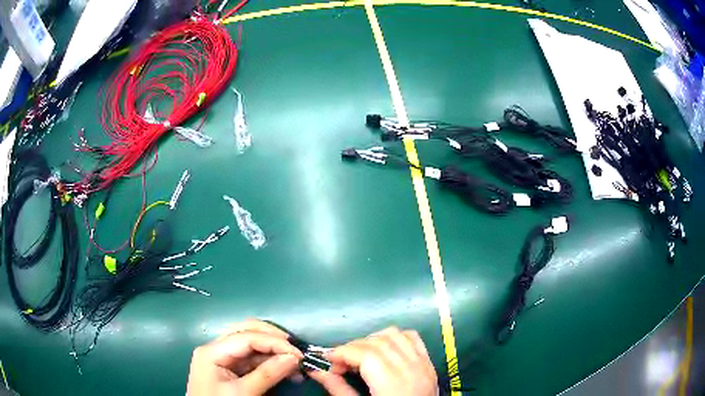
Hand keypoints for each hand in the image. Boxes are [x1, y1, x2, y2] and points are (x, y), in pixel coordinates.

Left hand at [186, 319, 302, 395]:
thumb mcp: (244, 393)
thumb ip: (268, 374)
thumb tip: (294, 358)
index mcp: (212, 351)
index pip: (247, 337)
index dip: (275, 342)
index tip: (299, 354)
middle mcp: (215, 348)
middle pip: (247, 331)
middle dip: (273, 339)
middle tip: (296, 351)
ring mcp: (222, 357)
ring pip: (251, 344)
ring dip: (274, 351)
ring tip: (295, 364)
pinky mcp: (229, 368)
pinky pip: (251, 358)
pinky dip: (269, 362)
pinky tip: (284, 369)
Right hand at [309, 327, 437, 395]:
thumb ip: (338, 389)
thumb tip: (317, 371)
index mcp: (393, 384)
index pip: (366, 354)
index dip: (342, 352)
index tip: (327, 359)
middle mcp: (411, 369)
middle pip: (378, 343)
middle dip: (352, 347)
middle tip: (339, 363)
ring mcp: (423, 364)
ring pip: (395, 335)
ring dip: (372, 340)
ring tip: (360, 356)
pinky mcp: (429, 364)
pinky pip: (412, 338)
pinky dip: (394, 338)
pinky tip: (383, 350)